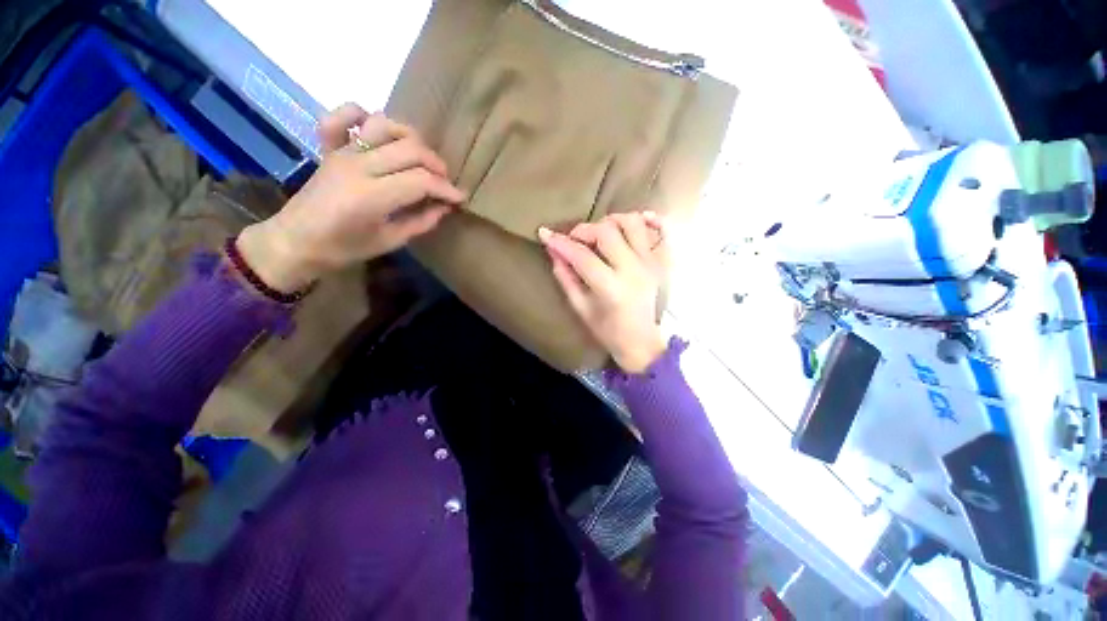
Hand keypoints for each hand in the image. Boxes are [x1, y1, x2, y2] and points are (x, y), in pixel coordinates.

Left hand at [237, 104, 465, 291]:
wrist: (295, 242)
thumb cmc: (344, 249)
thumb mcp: (391, 241)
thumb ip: (421, 221)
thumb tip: (445, 206)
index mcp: (372, 196)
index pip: (422, 181)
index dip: (447, 189)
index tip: (460, 198)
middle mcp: (358, 166)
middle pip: (410, 149)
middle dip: (436, 164)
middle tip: (444, 182)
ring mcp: (341, 152)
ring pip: (384, 125)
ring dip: (410, 137)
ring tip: (420, 157)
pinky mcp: (329, 147)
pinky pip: (342, 116)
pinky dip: (360, 114)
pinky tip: (375, 129)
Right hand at [540, 212, 668, 372]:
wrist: (641, 342)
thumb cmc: (608, 331)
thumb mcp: (580, 308)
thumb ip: (566, 278)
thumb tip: (554, 252)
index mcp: (611, 288)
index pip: (582, 256)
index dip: (561, 243)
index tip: (545, 234)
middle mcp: (633, 270)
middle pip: (606, 232)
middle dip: (583, 230)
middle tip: (573, 239)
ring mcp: (650, 263)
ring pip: (632, 223)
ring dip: (611, 220)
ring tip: (600, 231)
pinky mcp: (661, 262)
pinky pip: (662, 231)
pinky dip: (649, 220)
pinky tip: (638, 219)